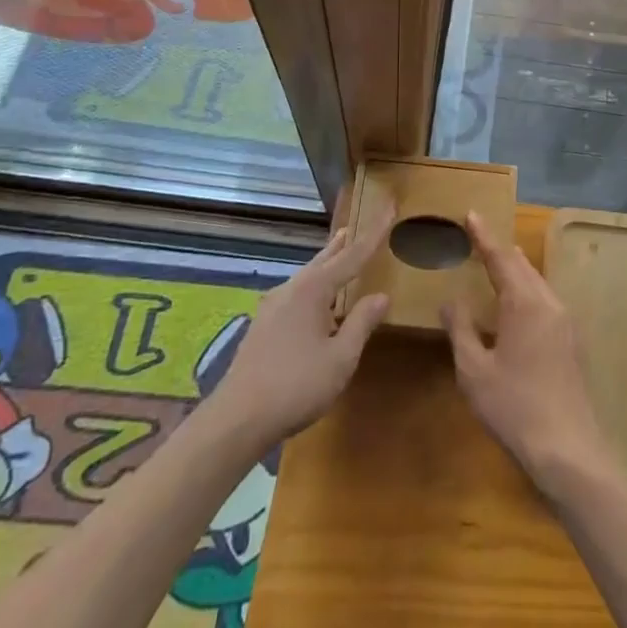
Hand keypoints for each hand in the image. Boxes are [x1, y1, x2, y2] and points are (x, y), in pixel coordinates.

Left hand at [207, 205, 394, 449]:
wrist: (237, 419)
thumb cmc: (296, 385)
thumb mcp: (340, 358)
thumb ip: (361, 323)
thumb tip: (381, 296)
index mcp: (313, 289)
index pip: (352, 256)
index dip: (374, 234)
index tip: (389, 208)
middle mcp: (291, 289)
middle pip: (323, 260)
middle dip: (341, 245)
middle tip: (353, 227)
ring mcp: (272, 307)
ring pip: (307, 277)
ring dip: (325, 265)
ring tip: (336, 254)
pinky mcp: (262, 327)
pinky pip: (296, 294)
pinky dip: (313, 286)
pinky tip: (314, 302)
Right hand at [443, 212, 613, 498]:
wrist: (569, 449)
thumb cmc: (514, 407)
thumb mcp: (474, 371)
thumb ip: (461, 330)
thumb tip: (451, 300)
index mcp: (524, 302)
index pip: (500, 258)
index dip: (483, 236)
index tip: (471, 214)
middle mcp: (549, 302)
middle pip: (522, 265)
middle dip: (500, 249)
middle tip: (479, 236)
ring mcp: (565, 322)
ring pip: (537, 282)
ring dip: (516, 269)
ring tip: (498, 261)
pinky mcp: (572, 341)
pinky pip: (546, 299)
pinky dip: (527, 289)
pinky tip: (519, 304)